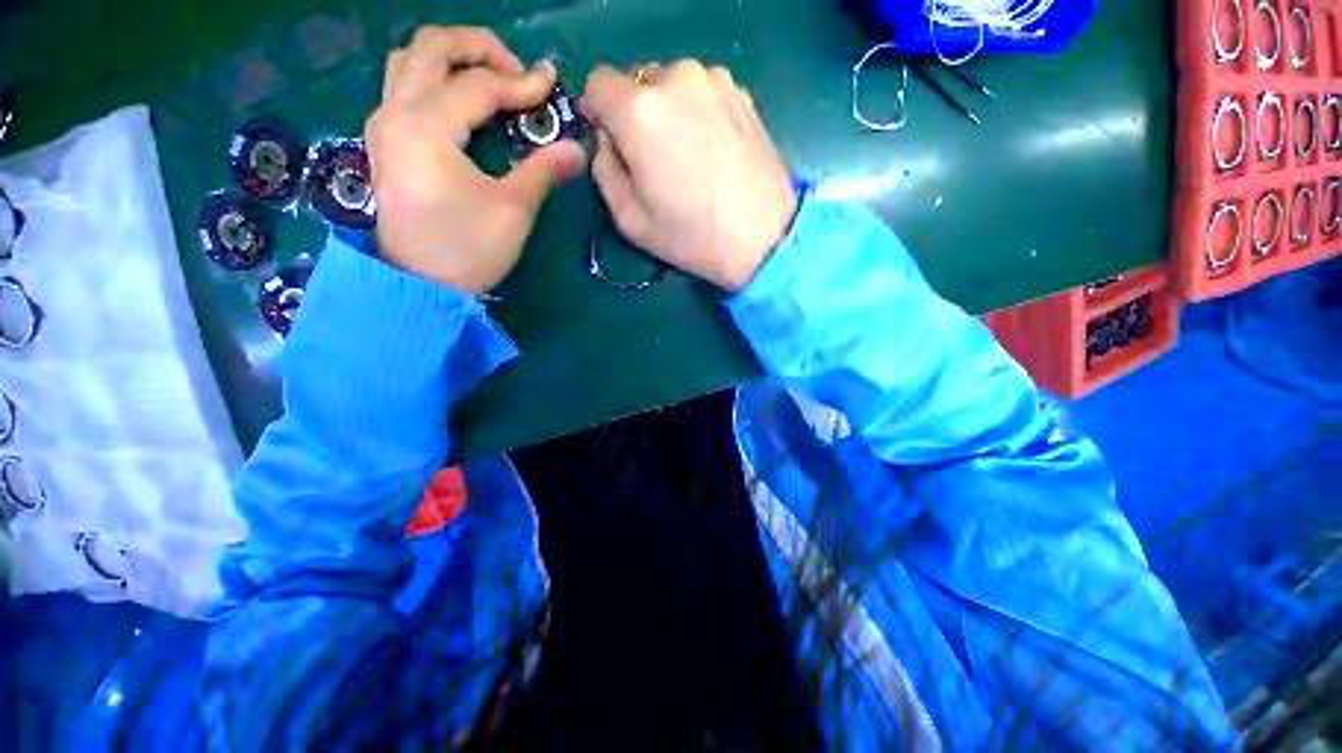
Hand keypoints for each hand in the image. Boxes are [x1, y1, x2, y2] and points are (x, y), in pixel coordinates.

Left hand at [366, 26, 586, 293]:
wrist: (419, 286)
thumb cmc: (466, 249)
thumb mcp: (513, 210)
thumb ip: (543, 171)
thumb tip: (578, 150)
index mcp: (427, 126)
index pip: (478, 85)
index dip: (520, 83)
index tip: (553, 86)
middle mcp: (396, 112)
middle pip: (430, 46)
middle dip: (478, 47)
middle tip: (516, 70)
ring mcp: (384, 126)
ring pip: (409, 62)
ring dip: (451, 58)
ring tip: (489, 80)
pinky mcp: (384, 143)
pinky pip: (403, 88)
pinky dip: (434, 80)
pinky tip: (460, 104)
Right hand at [580, 61, 796, 290]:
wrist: (763, 238)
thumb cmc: (693, 237)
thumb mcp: (630, 220)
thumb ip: (604, 171)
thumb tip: (608, 142)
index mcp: (639, 112)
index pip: (598, 83)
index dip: (598, 112)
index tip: (611, 141)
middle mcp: (675, 79)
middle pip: (636, 83)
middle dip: (633, 115)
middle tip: (653, 160)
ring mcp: (713, 81)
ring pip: (670, 86)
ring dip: (667, 112)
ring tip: (687, 157)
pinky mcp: (741, 93)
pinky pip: (701, 92)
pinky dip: (696, 113)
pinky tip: (712, 151)